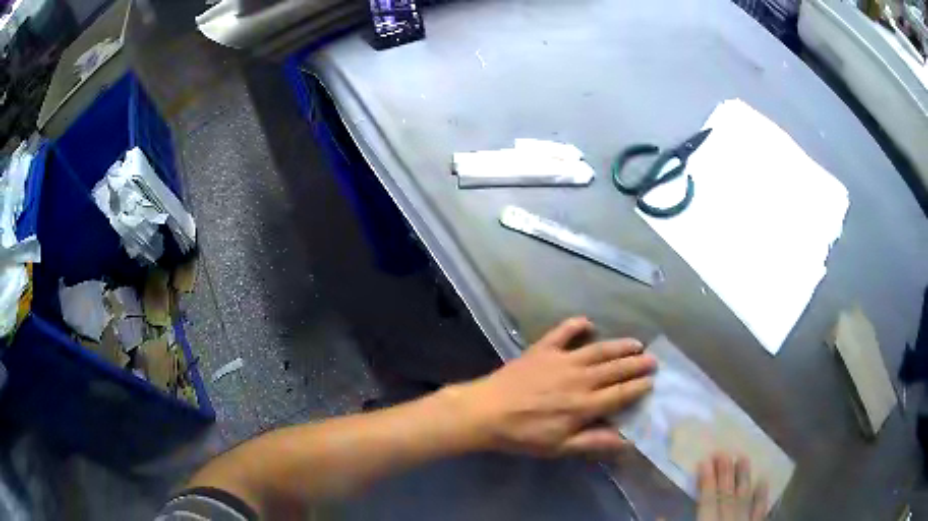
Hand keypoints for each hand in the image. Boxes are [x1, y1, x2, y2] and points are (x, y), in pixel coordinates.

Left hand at [452, 317, 655, 456]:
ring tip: (636, 343)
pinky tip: (587, 322)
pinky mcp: (543, 349)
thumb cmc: (523, 435)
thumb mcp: (559, 447)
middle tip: (653, 359)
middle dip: (637, 364)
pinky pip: (563, 332)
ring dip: (619, 345)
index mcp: (585, 405)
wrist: (486, 412)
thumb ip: (594, 442)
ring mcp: (562, 360)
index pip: (621, 394)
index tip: (653, 381)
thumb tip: (627, 441)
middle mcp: (580, 379)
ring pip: (599, 350)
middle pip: (615, 369)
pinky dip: (575, 325)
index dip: (639, 387)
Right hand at [697, 453, 768, 520]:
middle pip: (727, 494)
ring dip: (744, 478)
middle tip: (723, 451)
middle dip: (725, 473)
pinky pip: (760, 510)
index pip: (708, 499)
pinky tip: (764, 481)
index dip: (706, 480)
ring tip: (744, 457)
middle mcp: (729, 518)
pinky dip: (762, 496)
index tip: (705, 460)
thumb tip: (666, 511)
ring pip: (744, 497)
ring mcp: (745, 520)